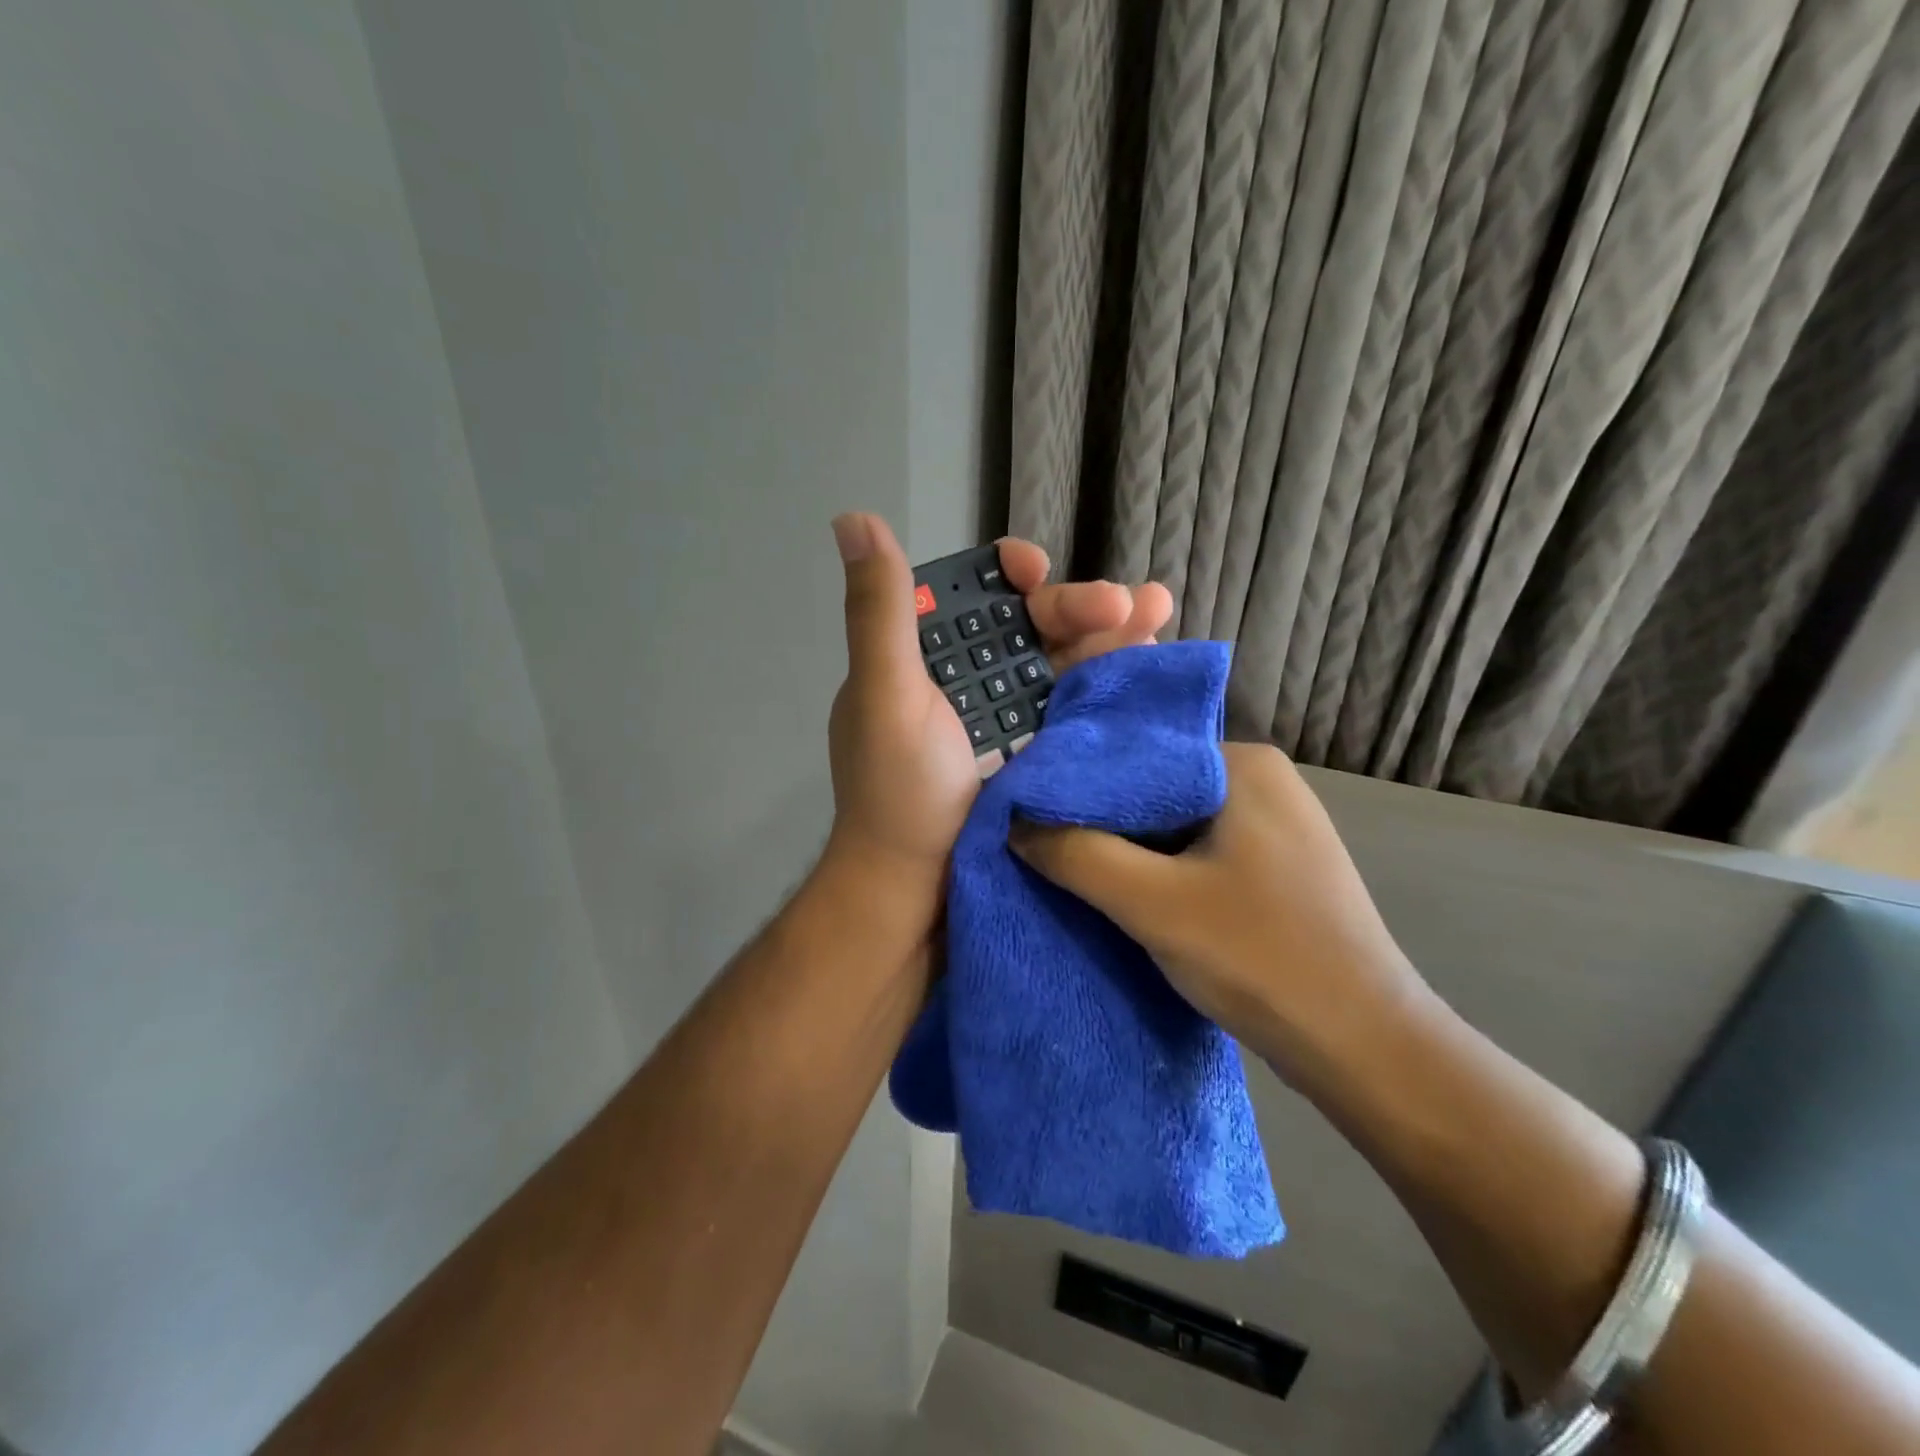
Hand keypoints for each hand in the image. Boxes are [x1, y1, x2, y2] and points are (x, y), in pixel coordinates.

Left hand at [821, 512, 1170, 920]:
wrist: (920, 887)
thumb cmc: (897, 790)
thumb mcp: (885, 694)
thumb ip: (880, 612)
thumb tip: (853, 519)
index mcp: (927, 654)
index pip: (974, 593)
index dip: (1008, 573)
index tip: (1032, 569)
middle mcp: (971, 675)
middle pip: (1032, 623)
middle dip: (1077, 605)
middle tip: (1127, 603)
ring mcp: (1011, 714)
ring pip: (1066, 658)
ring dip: (1113, 632)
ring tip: (1158, 609)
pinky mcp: (1043, 748)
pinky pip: (1081, 703)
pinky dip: (1114, 680)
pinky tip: (1152, 657)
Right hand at [1009, 742, 1423, 1087]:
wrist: (1366, 1049)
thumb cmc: (1261, 958)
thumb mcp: (1153, 904)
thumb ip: (1076, 854)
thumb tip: (1013, 821)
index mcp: (1243, 763)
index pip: (1137, 755)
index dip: (1078, 785)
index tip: (1026, 812)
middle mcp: (1262, 780)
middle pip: (1154, 789)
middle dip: (1101, 821)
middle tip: (1039, 843)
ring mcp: (1274, 824)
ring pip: (1174, 824)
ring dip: (1128, 850)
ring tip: (1070, 868)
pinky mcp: (1275, 867)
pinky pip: (1198, 852)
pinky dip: (1160, 870)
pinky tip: (1125, 892)